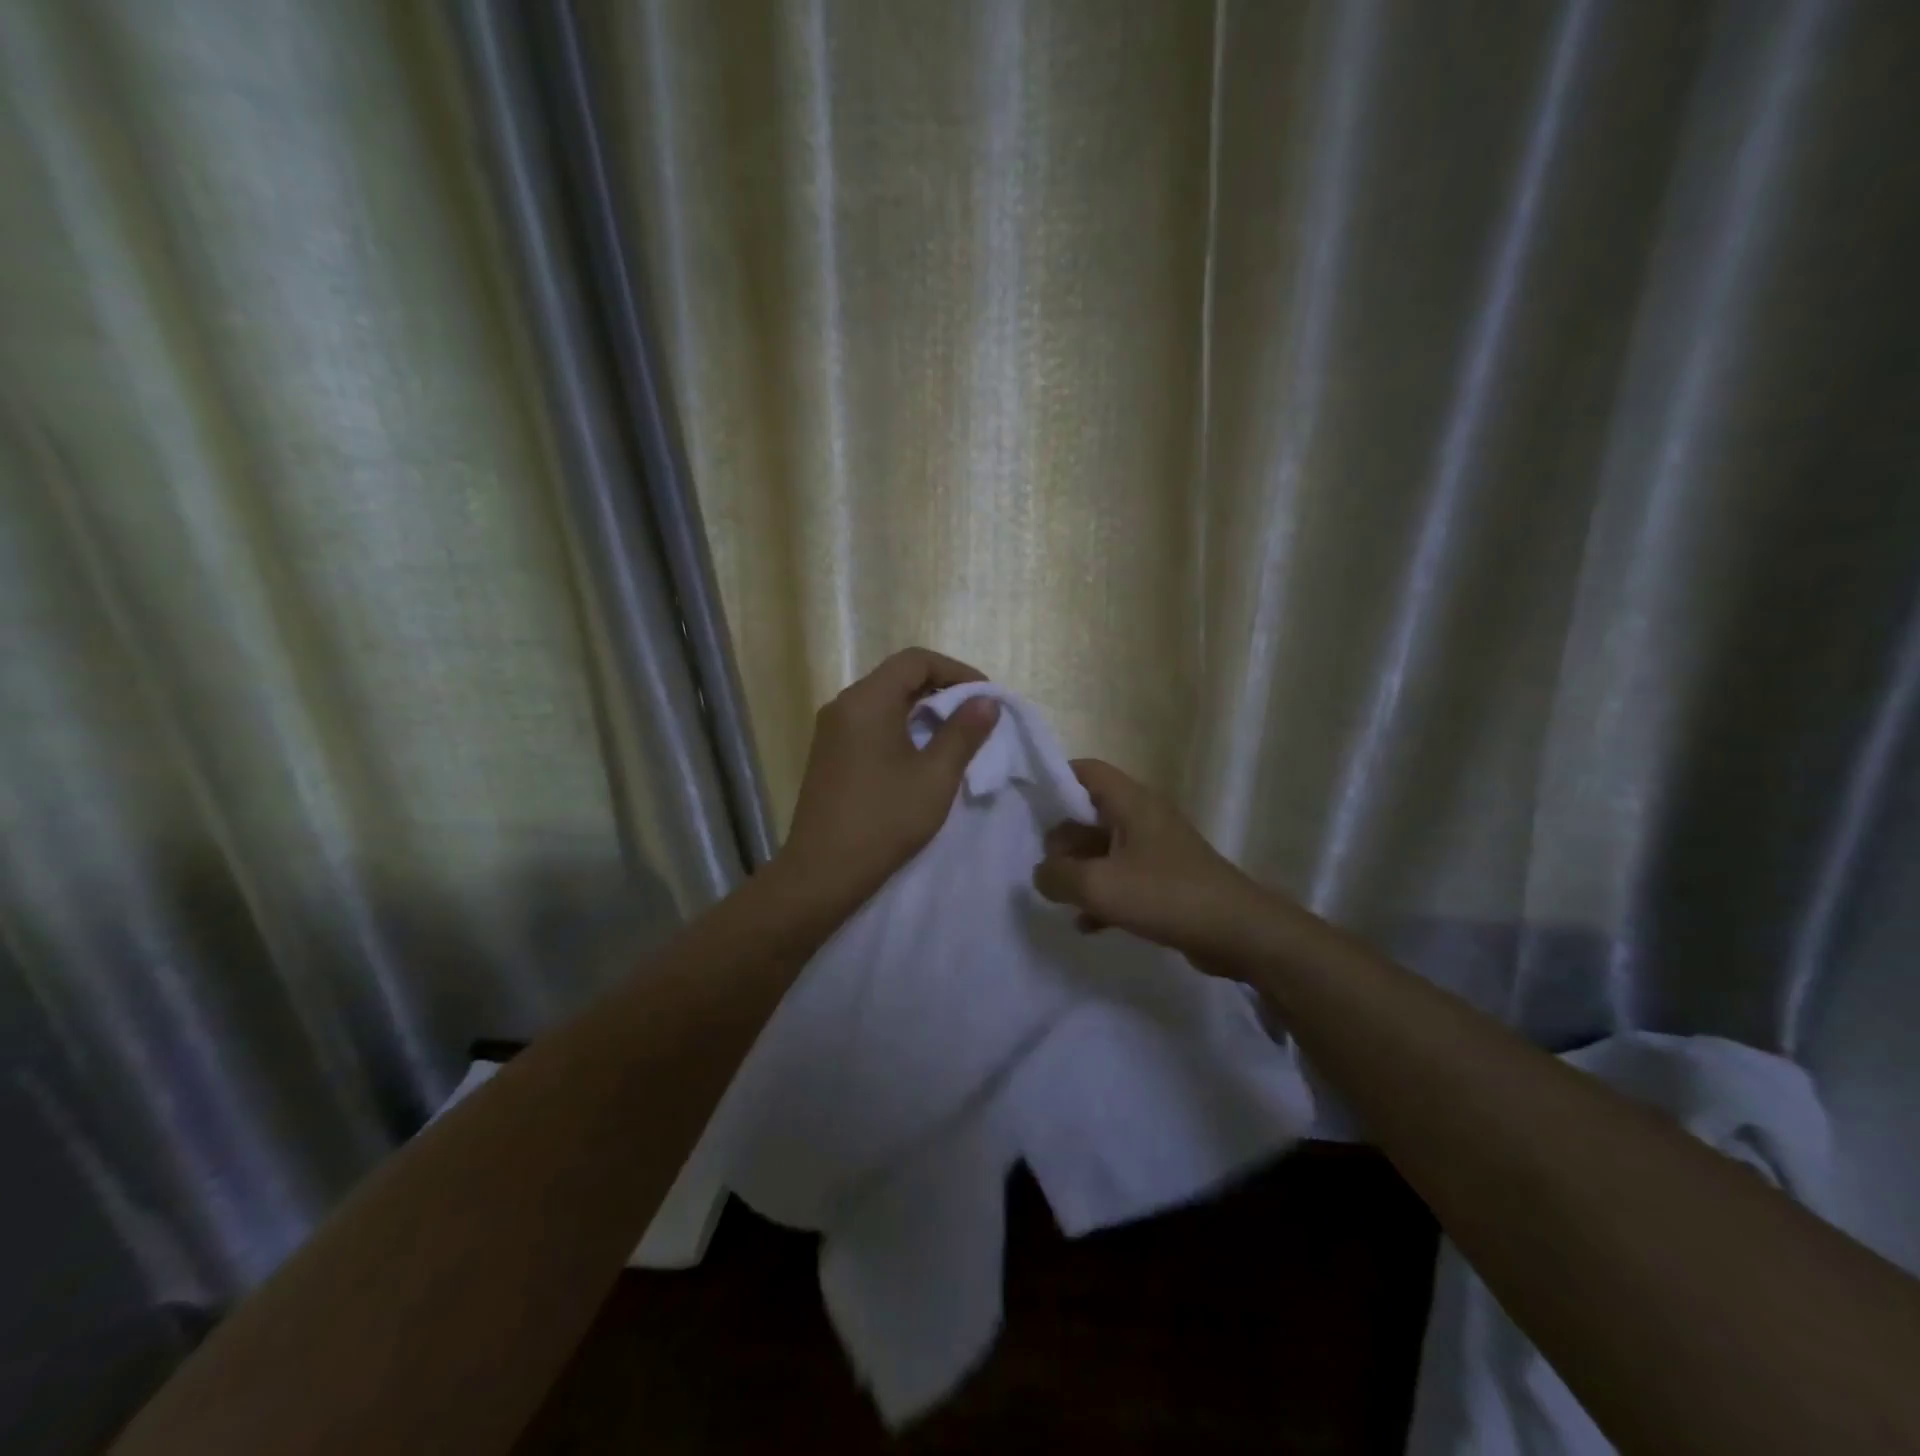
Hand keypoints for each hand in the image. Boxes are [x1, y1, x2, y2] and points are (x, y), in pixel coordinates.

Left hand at [776, 648, 1001, 907]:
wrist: (822, 872)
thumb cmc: (884, 820)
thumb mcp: (935, 776)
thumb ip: (963, 733)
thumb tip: (986, 701)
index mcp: (866, 701)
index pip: (915, 660)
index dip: (956, 671)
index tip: (985, 697)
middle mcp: (843, 706)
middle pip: (897, 677)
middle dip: (941, 689)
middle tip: (975, 716)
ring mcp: (831, 731)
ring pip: (883, 702)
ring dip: (921, 710)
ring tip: (954, 736)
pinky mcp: (829, 755)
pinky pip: (869, 724)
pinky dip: (900, 727)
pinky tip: (920, 756)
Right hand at [1031, 759, 1279, 975]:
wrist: (1239, 933)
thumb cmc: (1167, 895)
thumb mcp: (1100, 886)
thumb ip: (1058, 876)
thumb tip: (1040, 873)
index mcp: (1131, 802)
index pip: (1085, 770)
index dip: (1054, 780)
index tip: (1026, 806)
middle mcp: (1143, 817)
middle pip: (1089, 813)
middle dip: (1061, 838)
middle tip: (1041, 866)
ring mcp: (1156, 849)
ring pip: (1103, 849)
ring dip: (1080, 870)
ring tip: (1057, 896)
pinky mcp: (1165, 880)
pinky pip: (1122, 878)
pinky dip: (1102, 895)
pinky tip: (1086, 924)